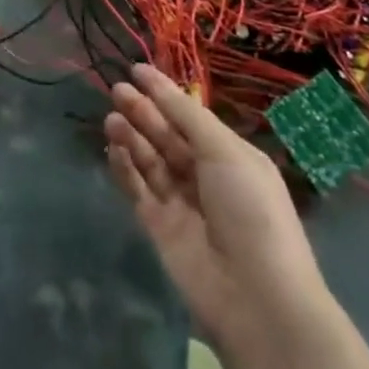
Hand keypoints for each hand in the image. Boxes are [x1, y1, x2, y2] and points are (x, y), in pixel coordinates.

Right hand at [105, 64, 328, 349]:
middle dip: (143, 112)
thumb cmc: (251, 212)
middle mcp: (206, 177)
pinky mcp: (160, 229)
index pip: (191, 118)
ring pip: (150, 161)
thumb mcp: (226, 153)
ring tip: (111, 119)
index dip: (165, 94)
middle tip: (116, 91)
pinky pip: (139, 191)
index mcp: (231, 157)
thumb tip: (160, 86)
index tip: (136, 70)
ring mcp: (182, 204)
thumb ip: (188, 118)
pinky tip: (113, 150)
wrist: (258, 298)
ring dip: (132, 138)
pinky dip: (126, 170)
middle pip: (167, 137)